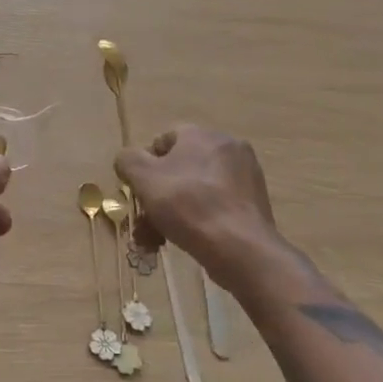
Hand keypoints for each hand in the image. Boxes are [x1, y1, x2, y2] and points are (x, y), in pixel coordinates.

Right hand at [115, 125, 300, 297]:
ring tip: (158, 242)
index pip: (164, 140)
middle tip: (145, 224)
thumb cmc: (187, 204)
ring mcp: (245, 176)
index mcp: (201, 134)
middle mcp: (227, 147)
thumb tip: (129, 160)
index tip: (139, 192)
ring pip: (196, 191)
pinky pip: (216, 206)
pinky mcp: (254, 203)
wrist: (240, 247)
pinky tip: (185, 242)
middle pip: (180, 169)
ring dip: (173, 213)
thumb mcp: (144, 178)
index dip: (145, 166)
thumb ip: (128, 160)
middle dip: (158, 196)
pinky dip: (198, 220)